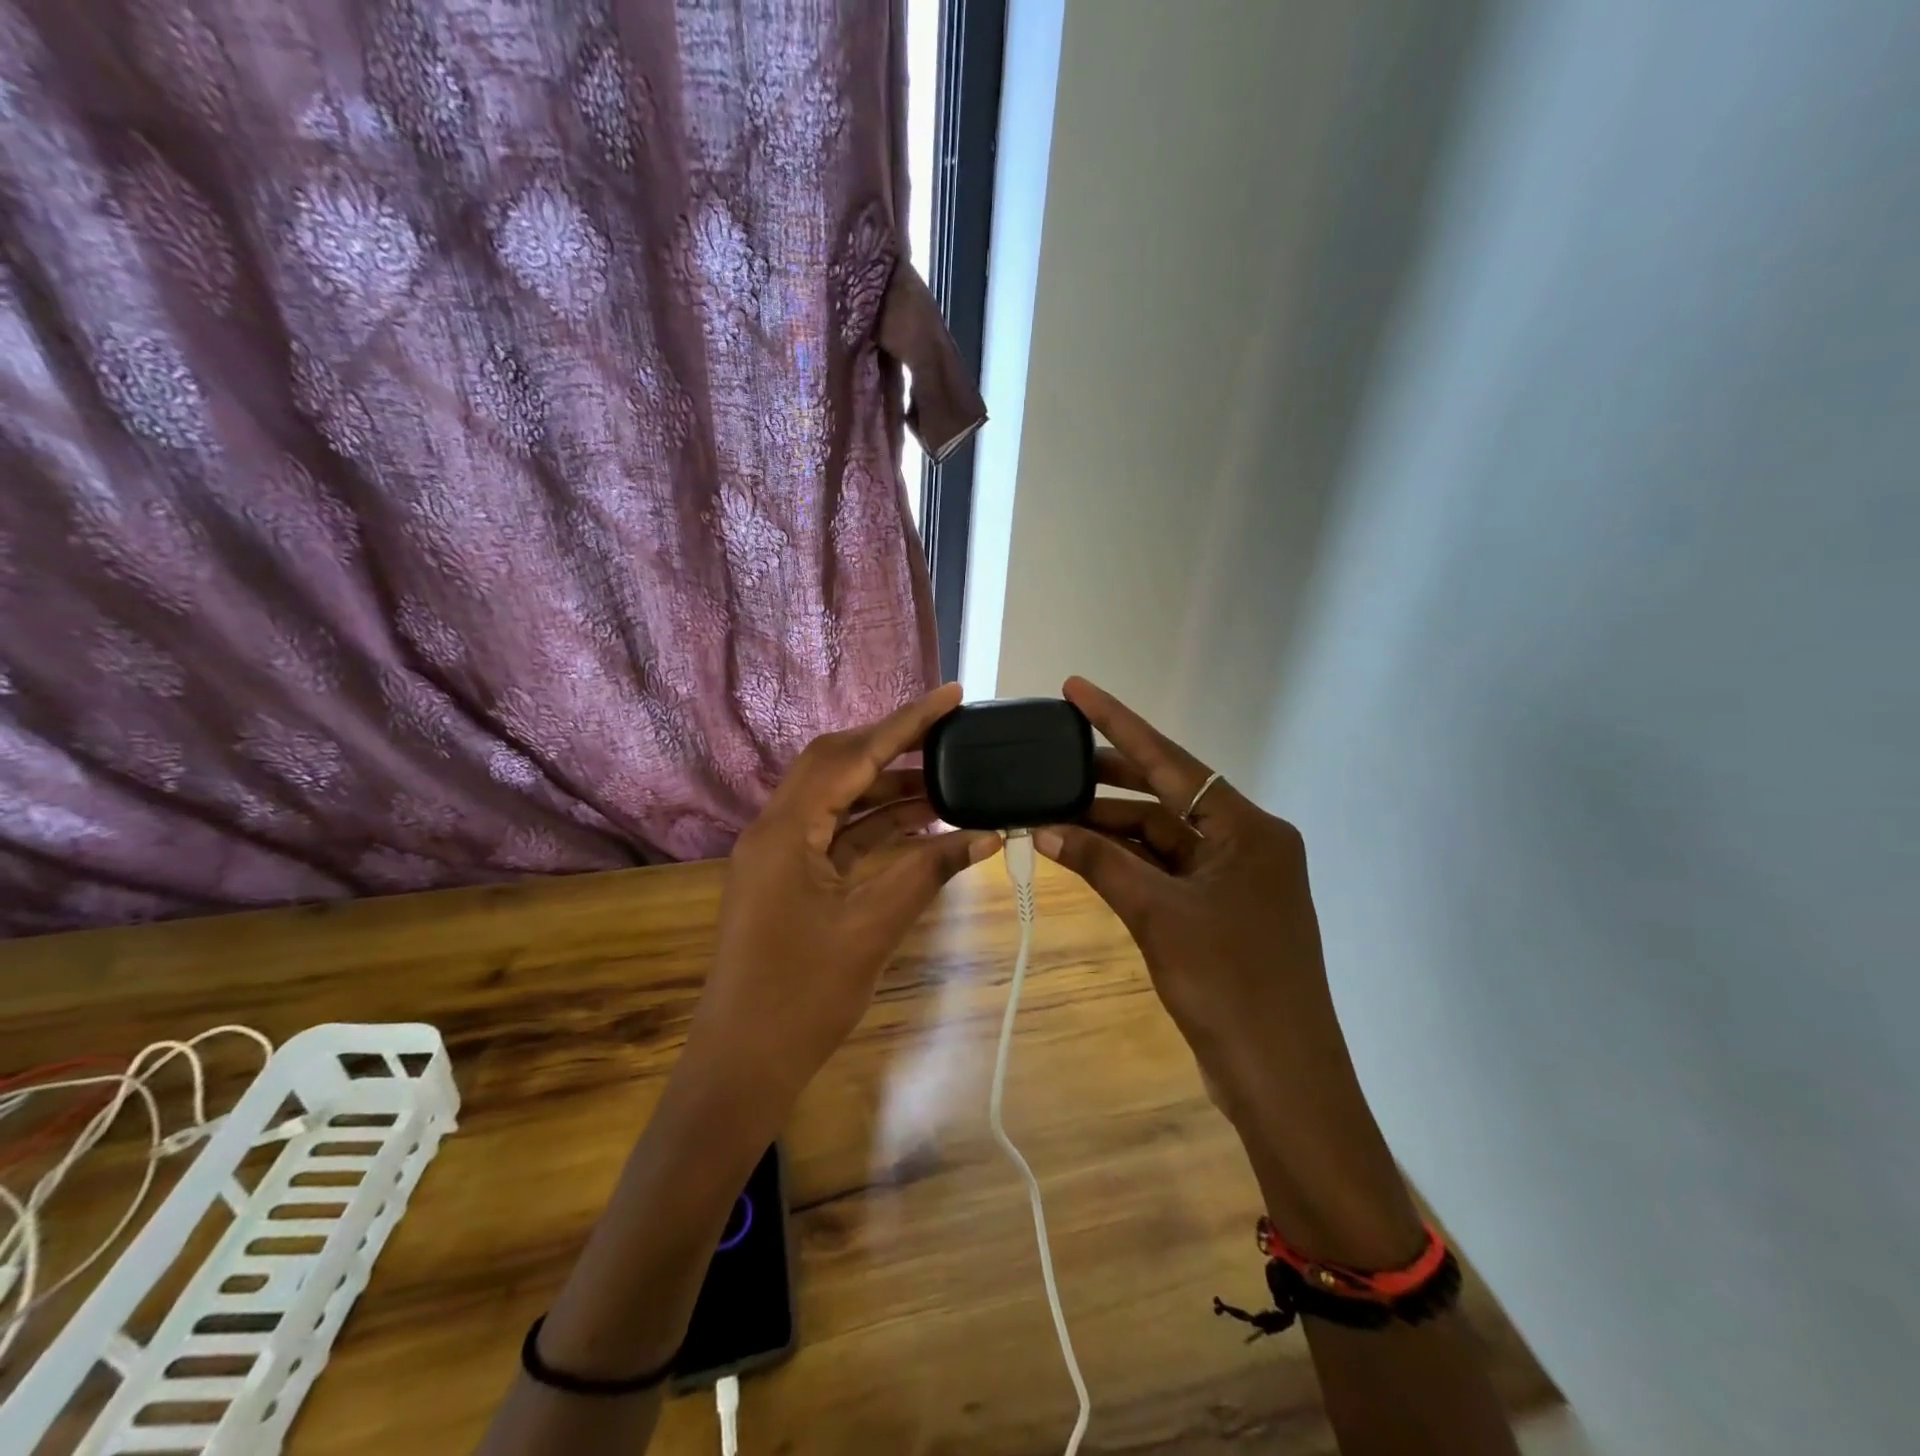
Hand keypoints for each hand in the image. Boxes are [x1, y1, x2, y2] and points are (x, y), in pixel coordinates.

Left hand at [680, 684, 999, 1123]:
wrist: (743, 1065)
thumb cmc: (802, 998)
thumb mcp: (874, 927)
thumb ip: (929, 870)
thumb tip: (989, 833)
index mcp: (786, 829)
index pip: (853, 756)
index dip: (906, 722)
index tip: (952, 695)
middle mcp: (776, 828)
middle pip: (838, 765)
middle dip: (895, 747)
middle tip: (951, 735)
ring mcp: (780, 854)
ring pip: (840, 800)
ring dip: (890, 790)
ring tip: (950, 782)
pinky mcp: (789, 878)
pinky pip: (838, 835)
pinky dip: (878, 826)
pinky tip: (921, 824)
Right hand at [1036, 677, 1420, 1263]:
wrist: (1281, 1081)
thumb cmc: (1229, 987)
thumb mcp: (1158, 916)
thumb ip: (1102, 864)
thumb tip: (1044, 828)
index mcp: (1248, 829)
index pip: (1171, 761)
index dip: (1118, 722)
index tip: (1074, 689)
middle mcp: (1246, 842)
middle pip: (1166, 794)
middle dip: (1108, 778)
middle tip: (1052, 758)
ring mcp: (1235, 879)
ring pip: (1162, 835)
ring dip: (1110, 827)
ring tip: (1052, 812)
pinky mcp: (1221, 912)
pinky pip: (1165, 870)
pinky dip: (1126, 863)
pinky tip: (1084, 854)